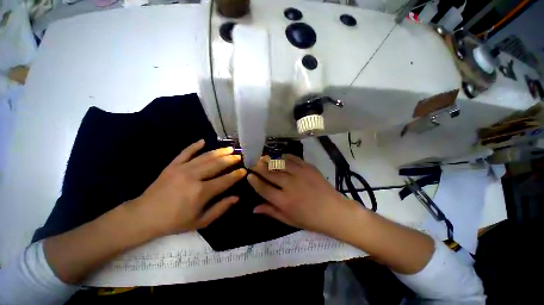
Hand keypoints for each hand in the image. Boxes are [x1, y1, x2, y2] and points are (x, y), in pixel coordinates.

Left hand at [129, 139, 245, 236]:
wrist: (144, 216)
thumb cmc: (174, 221)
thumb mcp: (201, 221)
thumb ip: (220, 208)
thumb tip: (236, 197)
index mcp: (201, 192)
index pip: (225, 180)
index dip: (236, 175)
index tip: (244, 170)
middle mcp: (194, 177)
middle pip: (217, 164)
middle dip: (230, 159)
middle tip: (239, 156)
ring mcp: (182, 169)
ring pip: (205, 156)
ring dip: (219, 151)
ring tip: (229, 148)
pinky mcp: (172, 165)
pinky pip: (185, 152)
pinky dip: (194, 146)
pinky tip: (203, 141)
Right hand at [247, 155, 360, 235]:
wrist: (334, 211)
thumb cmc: (310, 219)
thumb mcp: (289, 220)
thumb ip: (271, 212)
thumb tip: (254, 208)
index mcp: (284, 201)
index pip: (263, 188)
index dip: (254, 181)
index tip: (249, 175)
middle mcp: (290, 185)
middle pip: (270, 173)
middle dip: (259, 167)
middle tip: (253, 163)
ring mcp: (300, 174)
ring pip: (280, 164)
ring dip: (270, 161)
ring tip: (264, 158)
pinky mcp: (308, 168)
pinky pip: (294, 159)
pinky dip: (286, 157)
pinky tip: (281, 157)